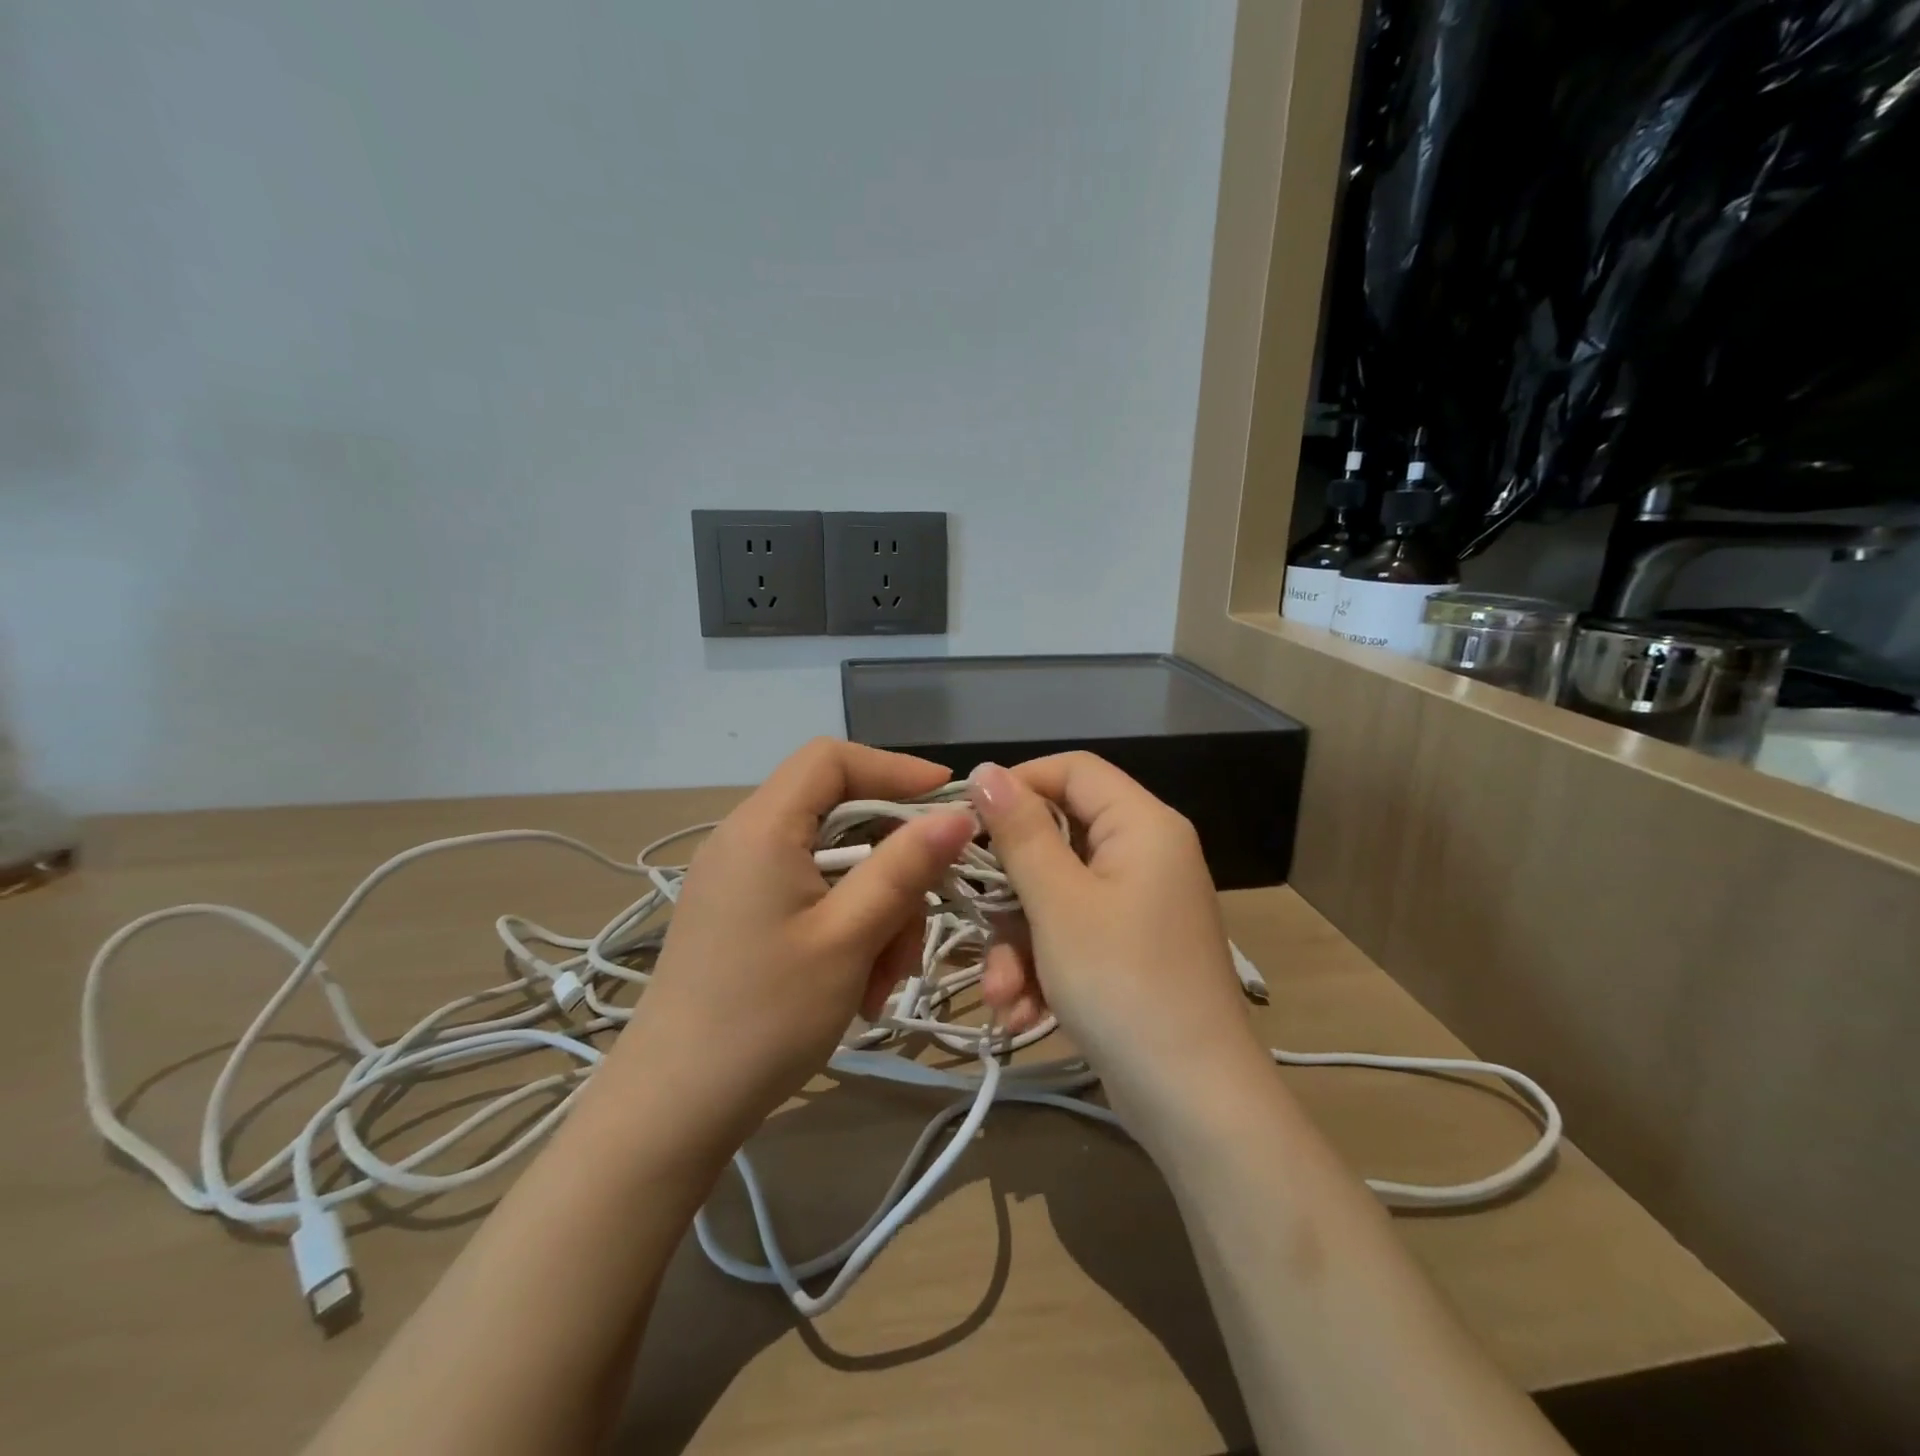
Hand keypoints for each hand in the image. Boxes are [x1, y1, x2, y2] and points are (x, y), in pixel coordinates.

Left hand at [606, 739, 976, 1147]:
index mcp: (762, 828)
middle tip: (916, 925)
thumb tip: (957, 813)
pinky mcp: (742, 916)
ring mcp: (740, 880)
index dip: (895, 769)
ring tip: (882, 979)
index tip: (948, 803)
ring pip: (834, 865)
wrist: (672, 1111)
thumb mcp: (848, 938)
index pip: (832, 759)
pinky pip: (811, 897)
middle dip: (892, 866)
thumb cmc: (764, 1017)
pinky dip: (847, 929)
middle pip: (840, 817)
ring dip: (875, 911)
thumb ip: (904, 867)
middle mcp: (745, 840)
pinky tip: (857, 985)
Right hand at [967, 754, 1264, 1099]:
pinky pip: (1073, 933)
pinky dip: (1044, 967)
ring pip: (1056, 895)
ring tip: (1004, 998)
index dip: (1017, 785)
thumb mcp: (1058, 904)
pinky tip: (1023, 1015)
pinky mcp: (1130, 948)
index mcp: (1142, 824)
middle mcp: (1146, 853)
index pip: (1073, 769)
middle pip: (1058, 839)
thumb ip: (1019, 832)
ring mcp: (1139, 904)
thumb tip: (984, 769)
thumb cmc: (1123, 984)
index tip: (966, 822)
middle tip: (979, 927)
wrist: (1195, 1103)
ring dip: (1019, 944)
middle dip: (1011, 894)